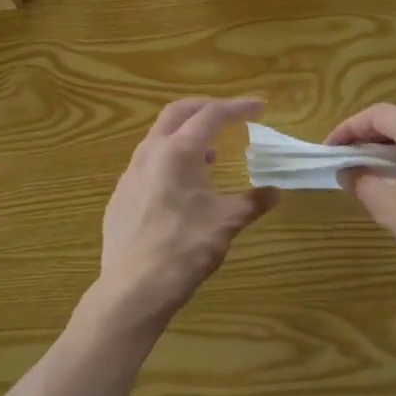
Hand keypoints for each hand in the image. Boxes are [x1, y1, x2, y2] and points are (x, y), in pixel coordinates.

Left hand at [99, 98, 278, 322]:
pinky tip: (181, 189)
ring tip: (210, 156)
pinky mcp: (120, 196)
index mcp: (179, 151)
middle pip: (177, 114)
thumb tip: (274, 193)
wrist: (134, 287)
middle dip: (205, 109)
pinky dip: (170, 162)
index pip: (212, 115)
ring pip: (159, 139)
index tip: (259, 108)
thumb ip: (252, 202)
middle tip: (229, 116)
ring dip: (186, 137)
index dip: (238, 108)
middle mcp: (150, 153)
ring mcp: (130, 174)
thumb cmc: (185, 247)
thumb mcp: (227, 223)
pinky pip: (147, 165)